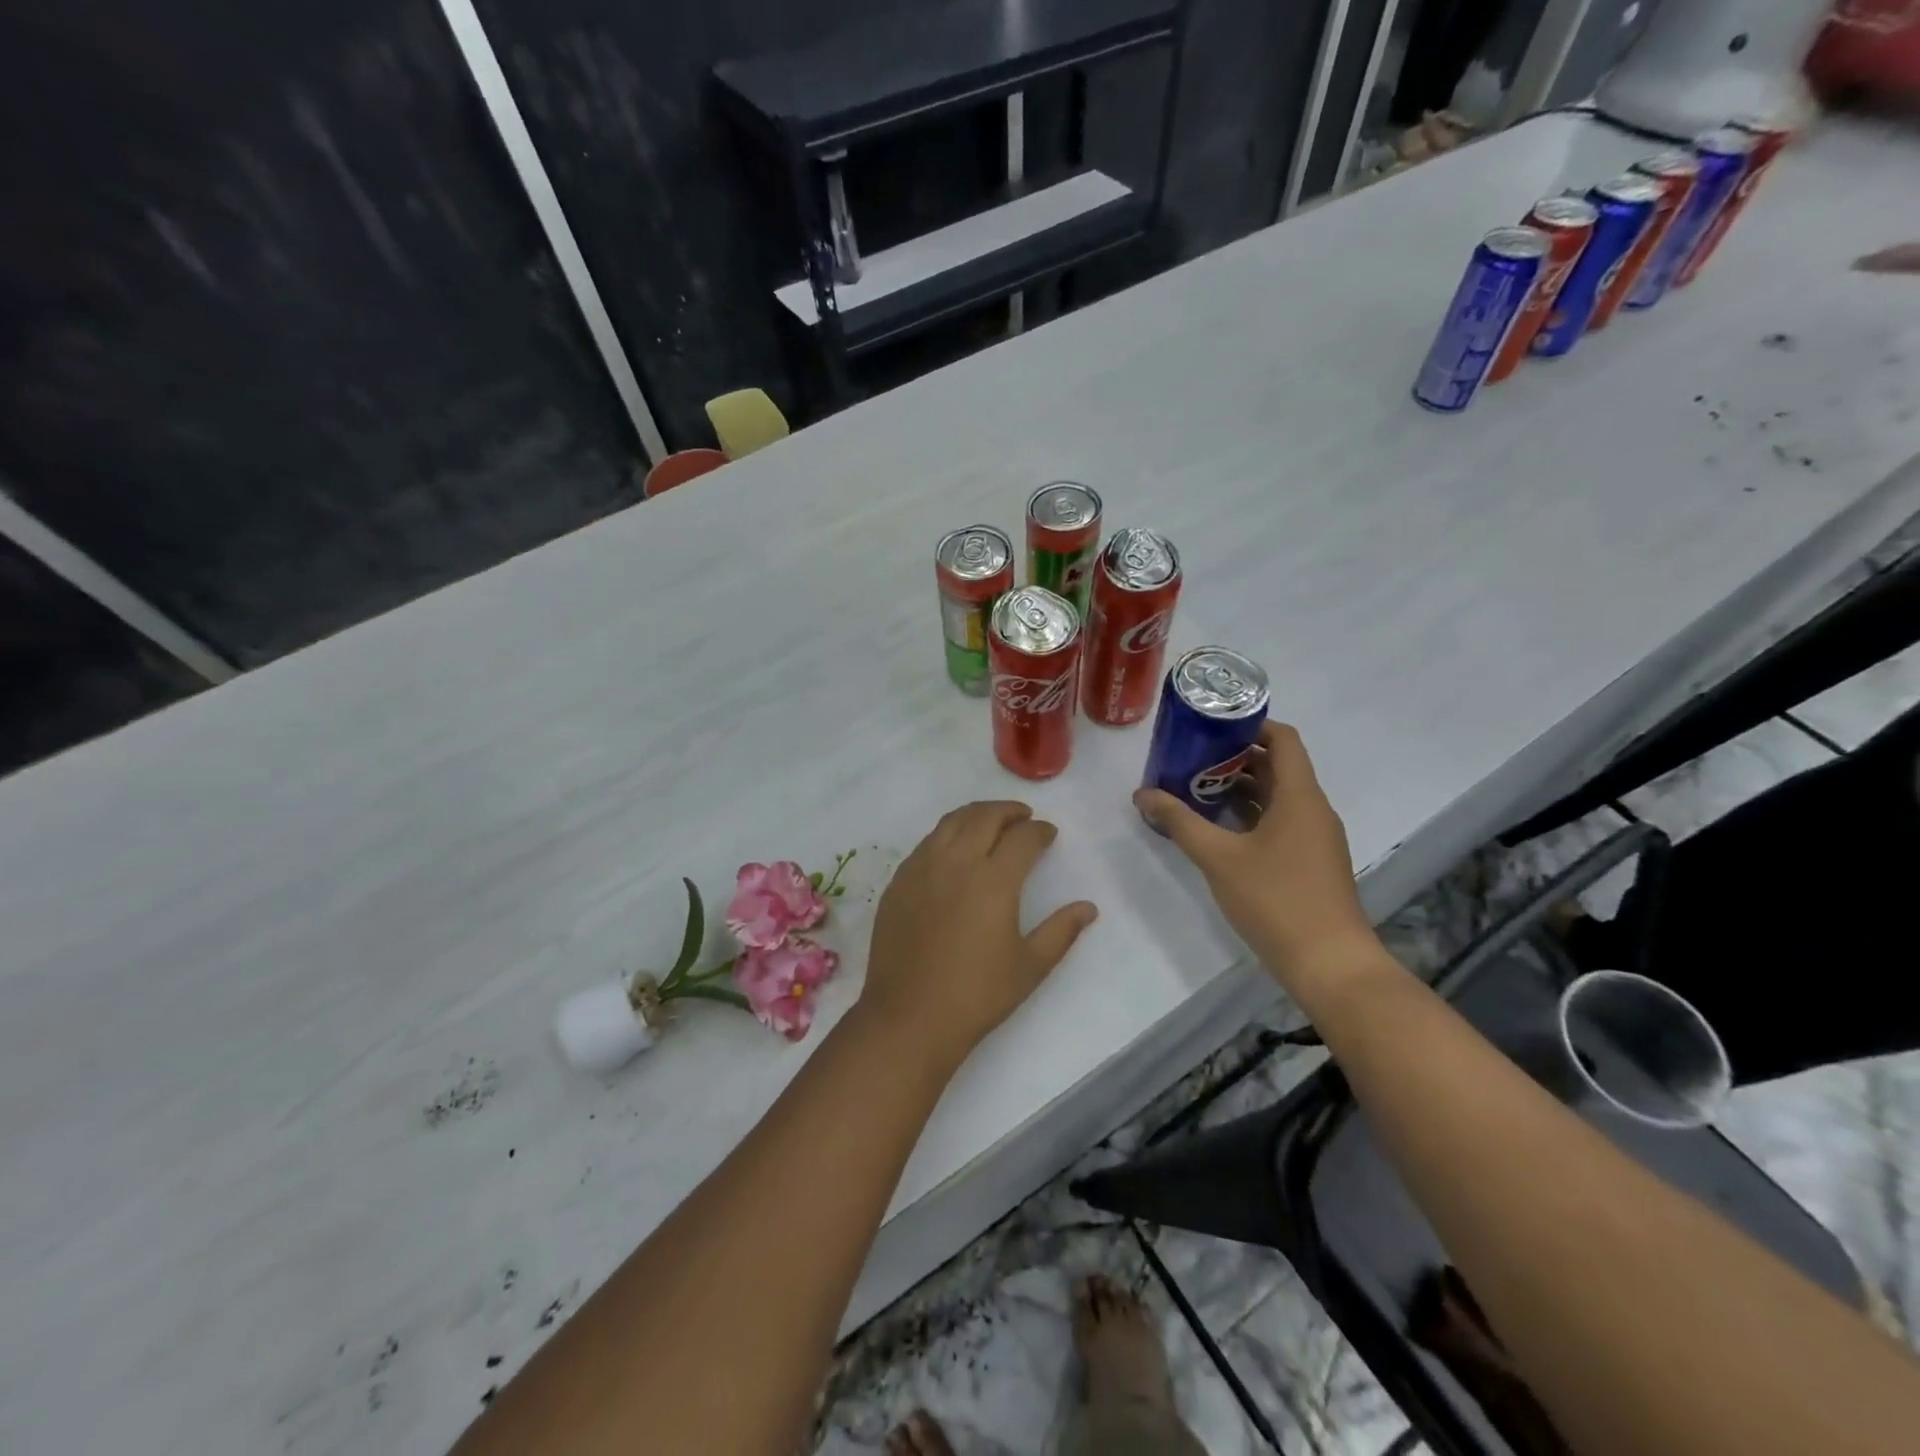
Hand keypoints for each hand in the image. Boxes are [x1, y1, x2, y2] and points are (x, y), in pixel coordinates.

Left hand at [858, 801, 1097, 1065]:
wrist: (909, 1017)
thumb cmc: (977, 995)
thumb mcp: (1030, 966)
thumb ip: (1061, 931)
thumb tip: (1088, 907)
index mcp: (993, 880)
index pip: (1022, 838)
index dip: (1040, 831)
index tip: (1048, 834)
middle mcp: (956, 862)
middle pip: (984, 817)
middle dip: (1008, 811)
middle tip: (1023, 817)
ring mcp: (922, 869)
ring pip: (950, 822)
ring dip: (975, 815)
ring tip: (990, 823)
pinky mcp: (898, 882)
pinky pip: (926, 844)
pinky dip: (947, 835)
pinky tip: (954, 851)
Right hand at [1133, 722, 1380, 988]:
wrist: (1329, 964)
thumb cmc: (1276, 900)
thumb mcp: (1219, 858)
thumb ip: (1180, 822)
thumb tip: (1143, 793)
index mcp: (1300, 796)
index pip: (1283, 739)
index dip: (1250, 726)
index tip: (1210, 727)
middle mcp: (1312, 809)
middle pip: (1277, 766)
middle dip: (1234, 758)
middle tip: (1190, 758)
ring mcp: (1314, 837)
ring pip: (1277, 797)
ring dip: (1239, 788)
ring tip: (1194, 788)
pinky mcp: (1310, 862)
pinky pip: (1280, 822)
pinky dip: (1250, 815)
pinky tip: (1216, 828)